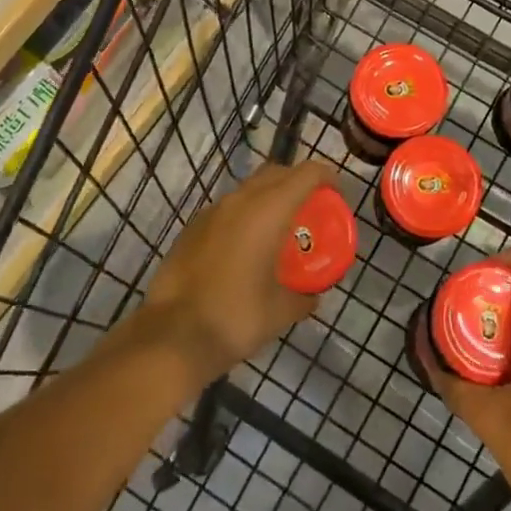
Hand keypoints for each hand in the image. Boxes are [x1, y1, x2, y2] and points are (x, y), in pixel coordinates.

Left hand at [142, 160, 339, 383]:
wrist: (172, 337)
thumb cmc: (235, 318)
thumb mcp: (281, 312)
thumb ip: (303, 296)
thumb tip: (312, 296)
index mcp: (268, 211)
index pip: (306, 173)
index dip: (327, 177)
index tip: (338, 196)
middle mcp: (240, 201)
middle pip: (277, 172)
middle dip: (298, 182)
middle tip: (312, 208)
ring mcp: (211, 212)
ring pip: (249, 188)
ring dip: (269, 198)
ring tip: (280, 229)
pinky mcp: (192, 228)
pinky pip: (227, 209)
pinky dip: (245, 215)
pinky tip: (246, 248)